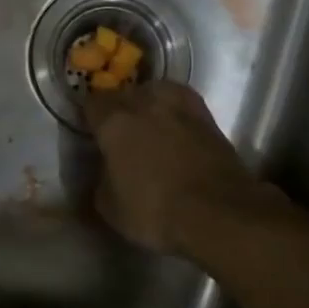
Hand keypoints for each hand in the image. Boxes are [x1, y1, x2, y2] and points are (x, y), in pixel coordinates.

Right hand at [80, 82, 278, 255]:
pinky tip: (175, 133)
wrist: (219, 213)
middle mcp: (146, 103)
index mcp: (115, 121)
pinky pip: (182, 107)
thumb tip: (106, 170)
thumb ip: (101, 179)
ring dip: (150, 106)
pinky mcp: (209, 118)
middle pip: (125, 94)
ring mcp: (181, 106)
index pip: (92, 103)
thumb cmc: (155, 212)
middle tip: (120, 133)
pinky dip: (175, 117)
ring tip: (150, 127)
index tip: (91, 132)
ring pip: (157, 94)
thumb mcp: (110, 207)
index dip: (90, 118)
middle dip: (120, 109)